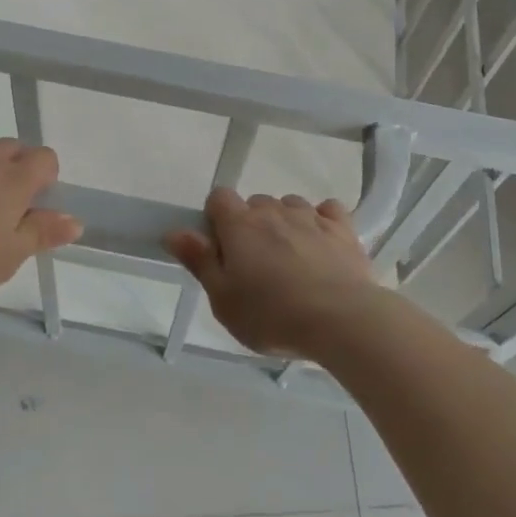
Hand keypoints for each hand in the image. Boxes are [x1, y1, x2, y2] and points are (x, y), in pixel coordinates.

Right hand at [165, 190, 382, 358]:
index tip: (221, 249)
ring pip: (290, 206)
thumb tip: (174, 231)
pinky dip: (322, 221)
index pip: (219, 197)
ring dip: (286, 224)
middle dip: (252, 226)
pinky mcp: (342, 227)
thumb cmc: (272, 315)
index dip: (216, 218)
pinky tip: (322, 244)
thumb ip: (199, 261)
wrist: (340, 319)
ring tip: (291, 260)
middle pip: (255, 204)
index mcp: (240, 225)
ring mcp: (310, 216)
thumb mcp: (223, 300)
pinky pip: (327, 210)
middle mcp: (274, 211)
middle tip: (256, 267)